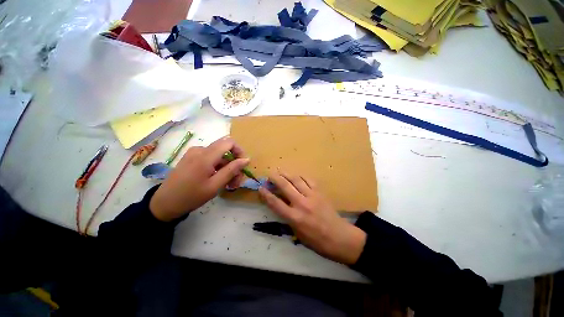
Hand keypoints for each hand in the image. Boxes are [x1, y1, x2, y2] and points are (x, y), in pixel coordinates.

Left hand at [150, 137, 248, 221]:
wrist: (164, 204)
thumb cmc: (191, 196)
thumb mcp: (215, 185)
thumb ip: (232, 170)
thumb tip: (246, 159)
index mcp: (205, 156)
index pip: (229, 142)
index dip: (239, 151)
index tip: (243, 166)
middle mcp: (200, 150)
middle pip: (225, 150)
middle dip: (234, 163)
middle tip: (236, 181)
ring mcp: (194, 153)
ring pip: (219, 156)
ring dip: (227, 168)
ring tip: (228, 184)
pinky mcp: (191, 158)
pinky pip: (210, 158)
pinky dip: (218, 167)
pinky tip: (218, 180)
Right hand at [258, 172, 366, 264]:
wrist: (339, 237)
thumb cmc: (317, 241)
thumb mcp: (297, 234)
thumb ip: (288, 218)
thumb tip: (281, 205)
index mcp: (294, 218)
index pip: (276, 203)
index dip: (266, 194)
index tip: (261, 188)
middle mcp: (301, 204)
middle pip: (285, 186)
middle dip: (275, 178)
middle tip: (270, 175)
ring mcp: (312, 196)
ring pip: (296, 180)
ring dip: (287, 174)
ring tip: (281, 171)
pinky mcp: (320, 192)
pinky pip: (309, 180)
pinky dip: (301, 176)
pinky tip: (297, 176)